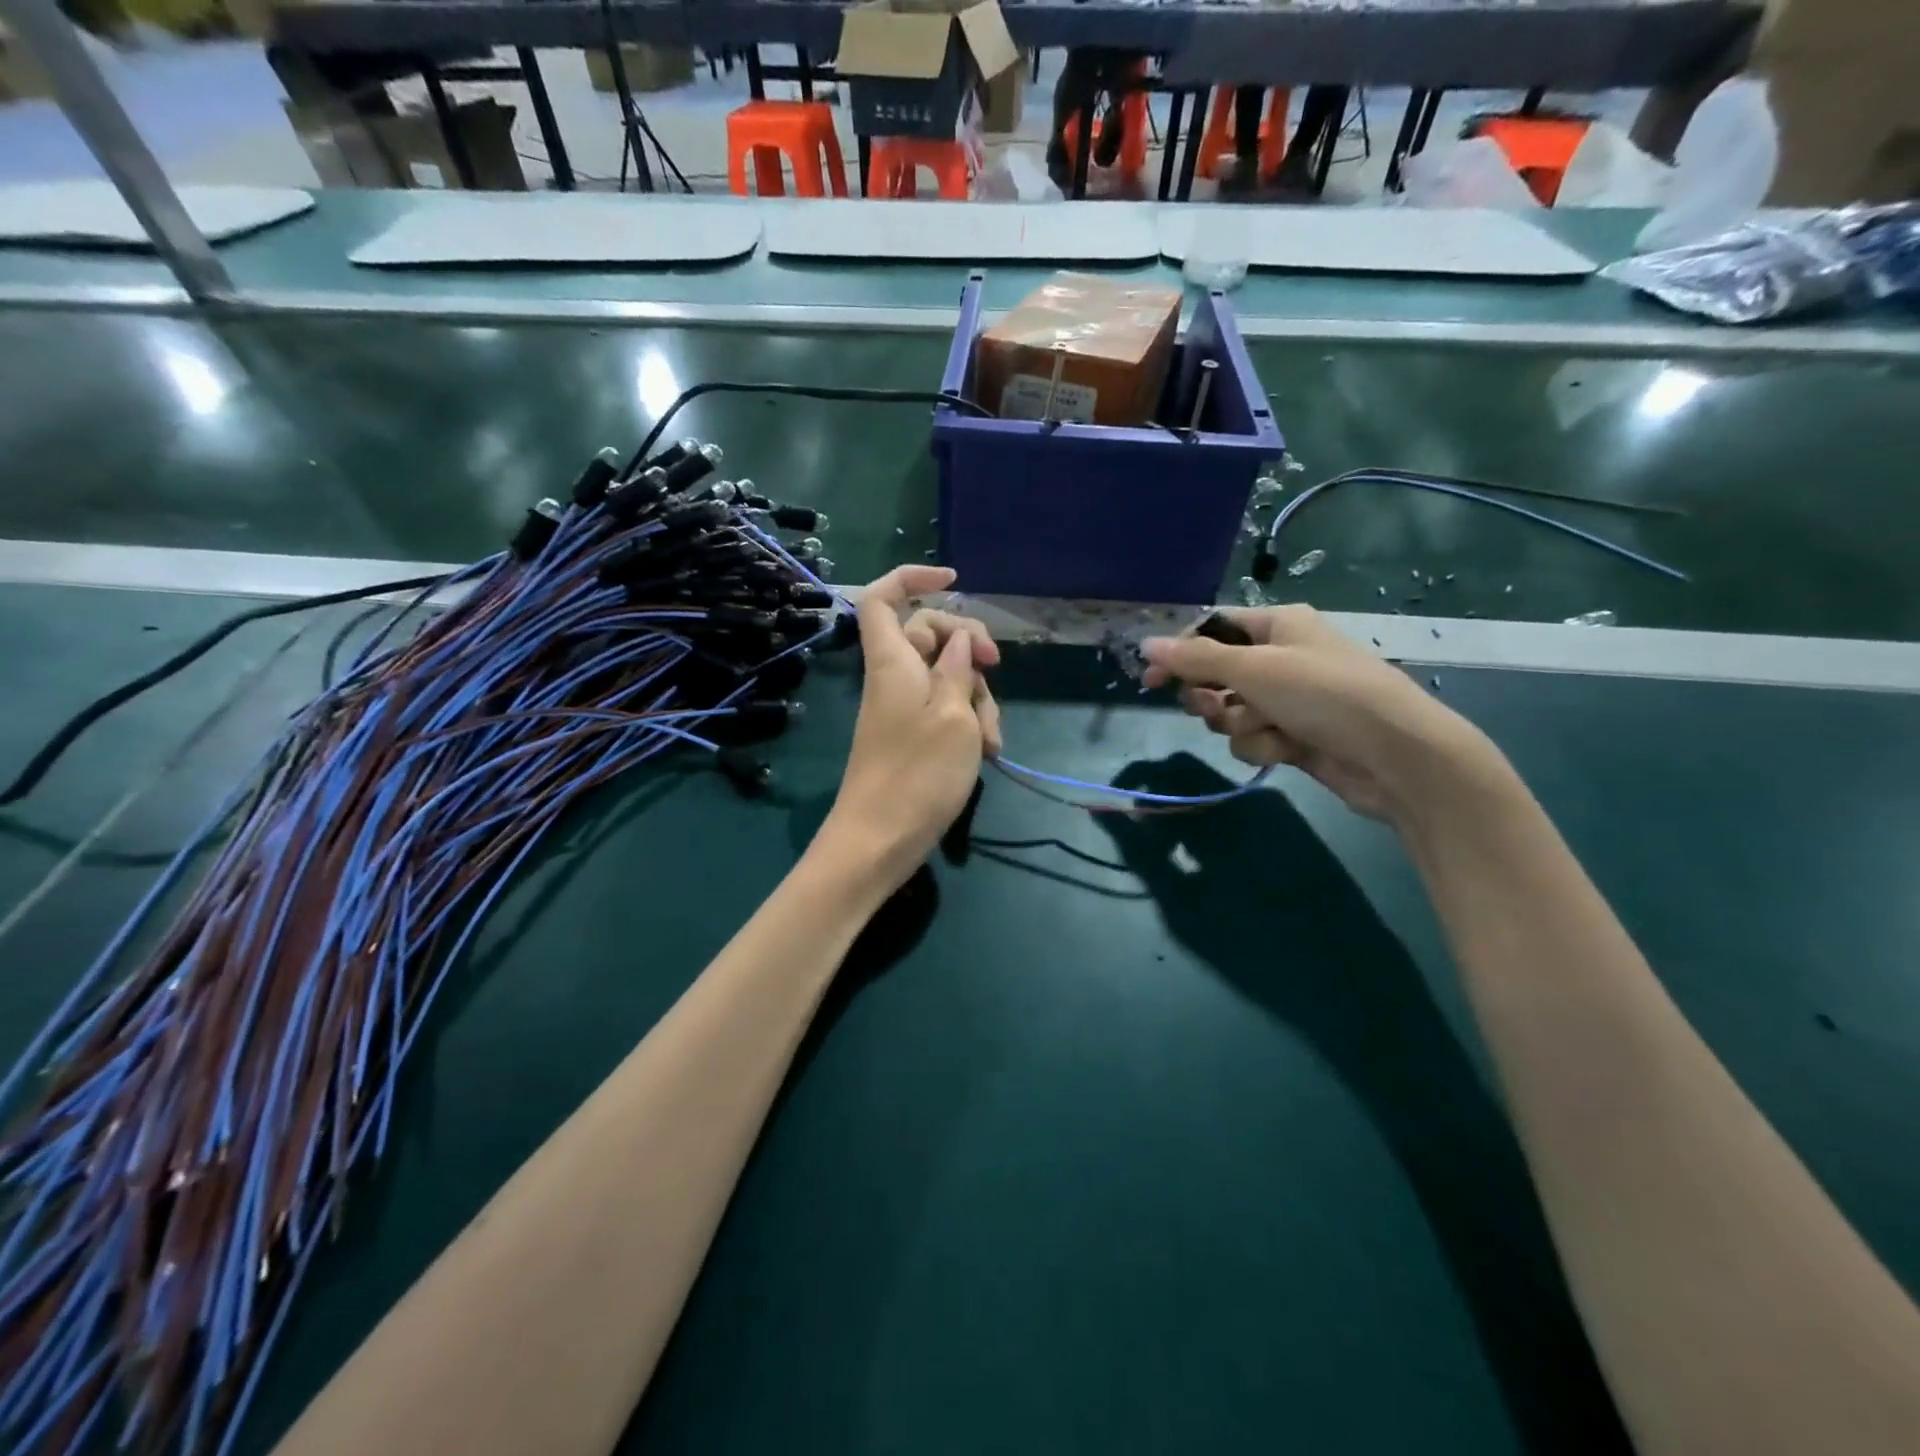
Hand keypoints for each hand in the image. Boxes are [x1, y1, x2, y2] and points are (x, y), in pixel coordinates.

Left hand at [817, 566, 1000, 889]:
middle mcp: (894, 677)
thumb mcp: (954, 714)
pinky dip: (968, 723)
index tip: (954, 580)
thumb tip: (961, 641)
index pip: (883, 598)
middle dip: (970, 650)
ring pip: (946, 677)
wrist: (880, 841)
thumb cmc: (918, 774)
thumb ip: (959, 669)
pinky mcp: (912, 736)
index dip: (913, 577)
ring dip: (977, 698)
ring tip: (990, 739)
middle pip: (930, 635)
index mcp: (892, 661)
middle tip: (996, 671)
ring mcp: (903, 708)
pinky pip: (944, 710)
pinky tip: (986, 751)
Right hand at [1140, 605, 1501, 828]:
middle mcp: (1280, 658)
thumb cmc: (1325, 694)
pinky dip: (1263, 746)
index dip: (1180, 655)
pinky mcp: (1294, 735)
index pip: (1212, 631)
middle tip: (1219, 707)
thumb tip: (1146, 643)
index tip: (1151, 682)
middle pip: (1215, 675)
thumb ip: (1196, 659)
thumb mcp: (1256, 669)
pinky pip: (1253, 738)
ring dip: (1242, 726)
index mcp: (1277, 626)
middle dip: (1213, 697)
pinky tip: (1288, 750)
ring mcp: (1288, 700)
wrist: (1395, 756)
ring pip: (1231, 713)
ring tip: (1270, 729)